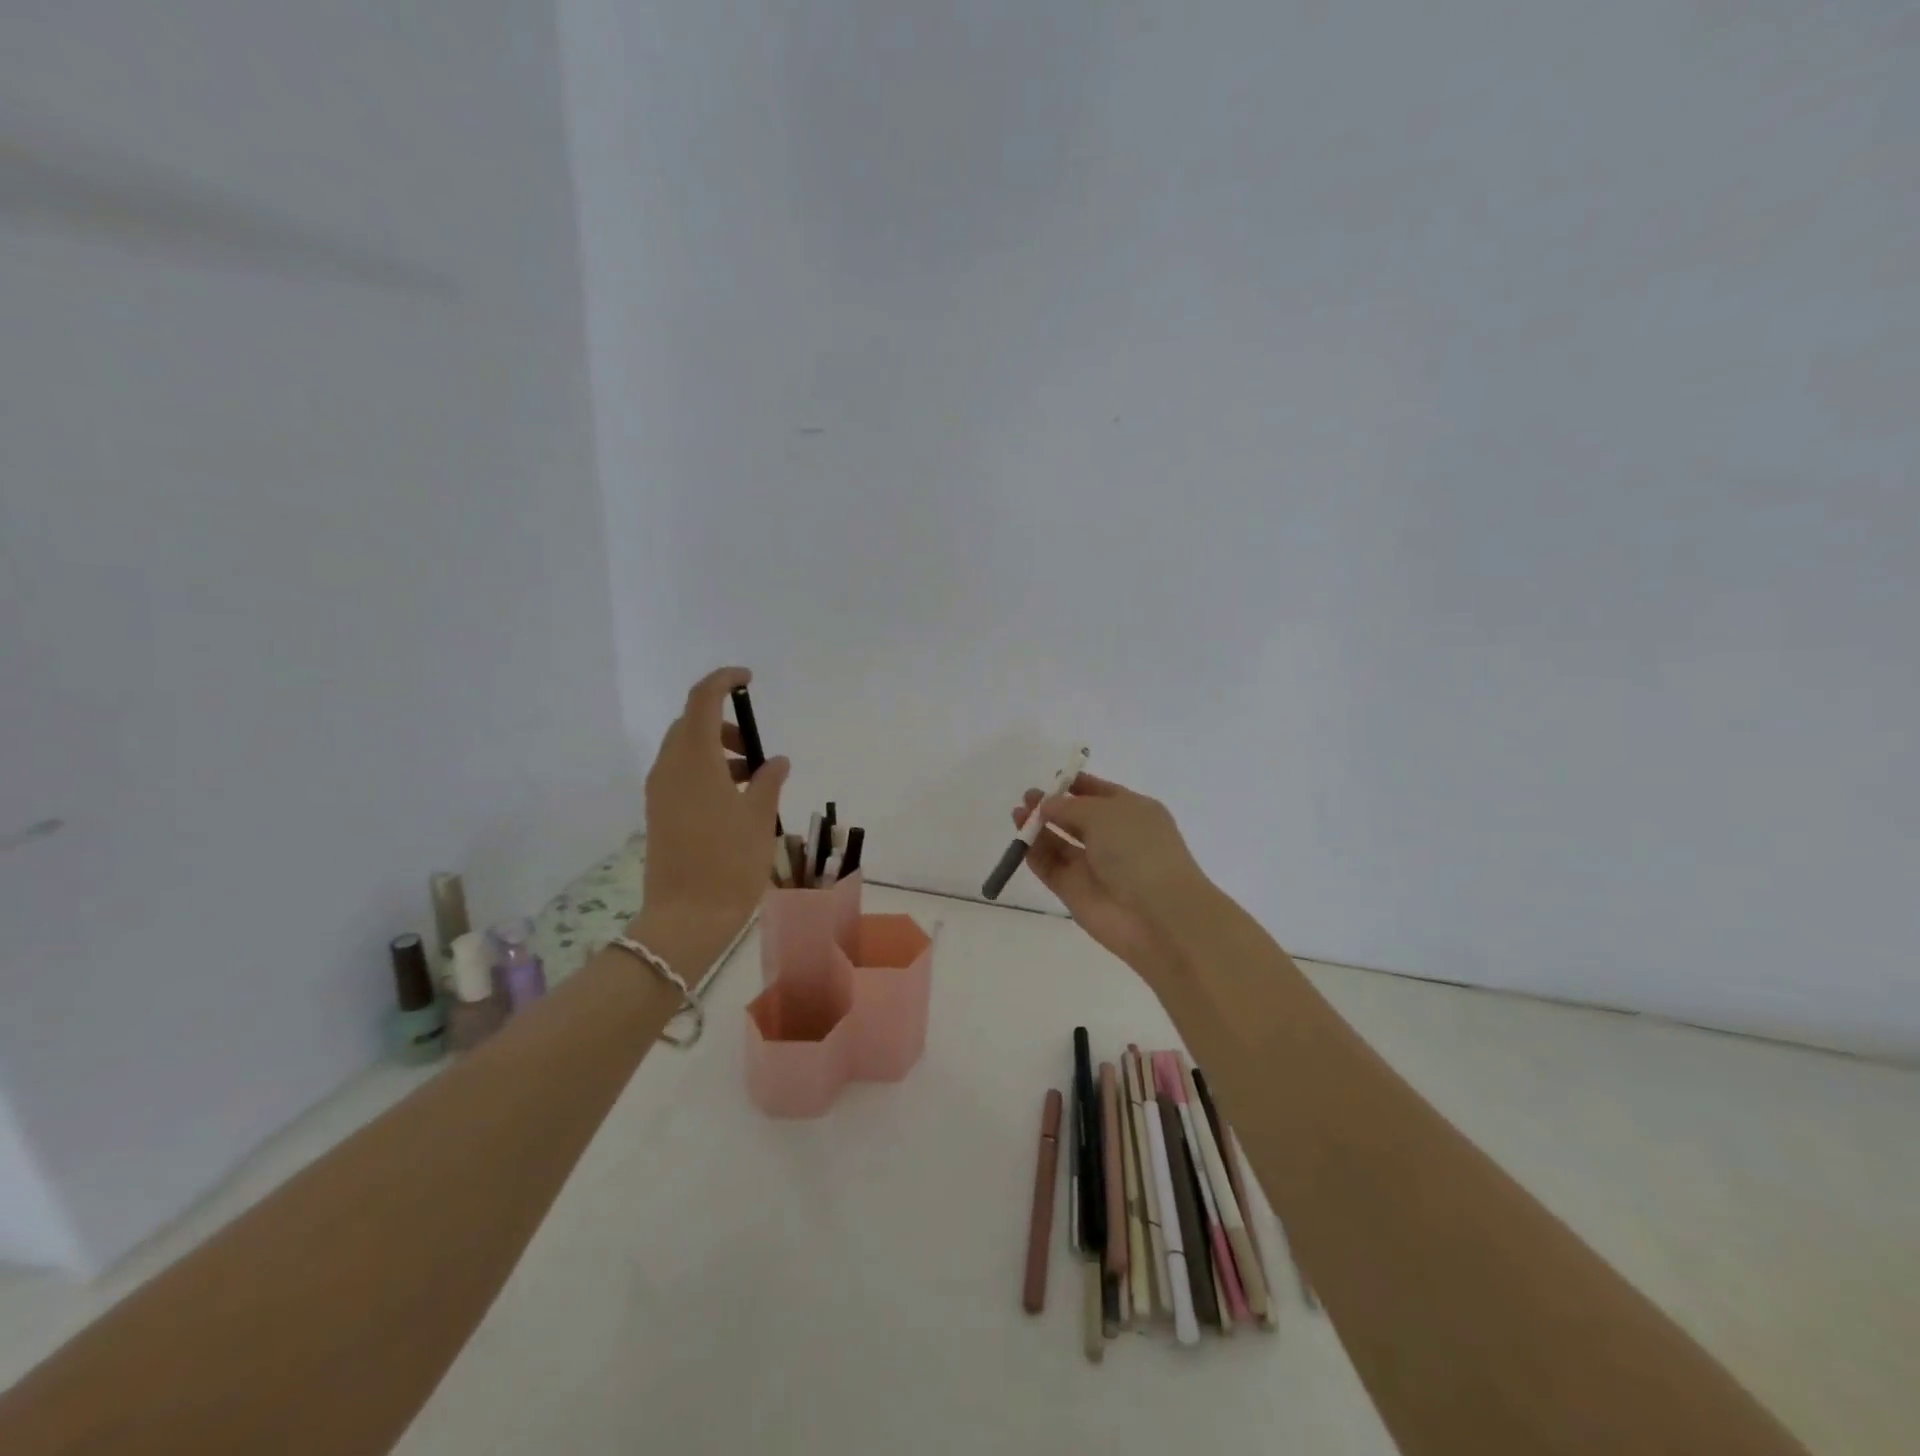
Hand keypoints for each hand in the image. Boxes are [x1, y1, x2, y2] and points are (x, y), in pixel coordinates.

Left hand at [637, 668, 788, 950]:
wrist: (687, 917)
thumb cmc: (730, 862)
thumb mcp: (759, 817)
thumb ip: (768, 780)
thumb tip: (774, 761)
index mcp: (694, 760)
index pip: (703, 700)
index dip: (724, 681)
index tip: (748, 680)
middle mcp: (670, 767)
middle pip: (691, 723)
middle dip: (724, 723)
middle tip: (755, 746)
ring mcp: (660, 791)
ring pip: (685, 750)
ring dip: (716, 749)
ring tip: (752, 777)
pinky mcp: (659, 813)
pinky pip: (681, 774)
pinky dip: (706, 770)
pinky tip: (733, 797)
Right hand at [1012, 772, 1212, 979]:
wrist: (1157, 914)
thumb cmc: (1138, 850)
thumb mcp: (1105, 814)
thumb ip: (1069, 807)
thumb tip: (1046, 804)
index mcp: (1132, 813)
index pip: (1100, 793)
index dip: (1076, 785)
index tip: (1052, 779)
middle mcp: (1114, 838)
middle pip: (1076, 818)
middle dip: (1051, 806)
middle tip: (1027, 798)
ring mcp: (1094, 867)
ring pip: (1060, 843)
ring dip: (1038, 828)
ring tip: (1017, 814)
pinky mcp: (1076, 892)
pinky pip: (1051, 868)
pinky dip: (1035, 854)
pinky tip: (1020, 840)